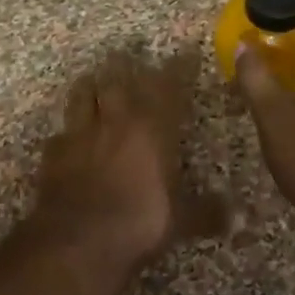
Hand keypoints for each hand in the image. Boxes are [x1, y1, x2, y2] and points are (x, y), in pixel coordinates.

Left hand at [34, 50, 225, 268]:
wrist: (77, 240)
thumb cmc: (139, 222)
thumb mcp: (181, 221)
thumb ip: (209, 213)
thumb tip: (241, 218)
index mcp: (152, 128)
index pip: (169, 86)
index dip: (179, 68)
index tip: (186, 54)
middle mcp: (116, 121)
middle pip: (118, 80)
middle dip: (126, 68)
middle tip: (129, 60)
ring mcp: (80, 134)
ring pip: (82, 95)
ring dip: (91, 87)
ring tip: (95, 83)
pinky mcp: (53, 153)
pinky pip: (60, 133)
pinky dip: (67, 131)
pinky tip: (68, 138)